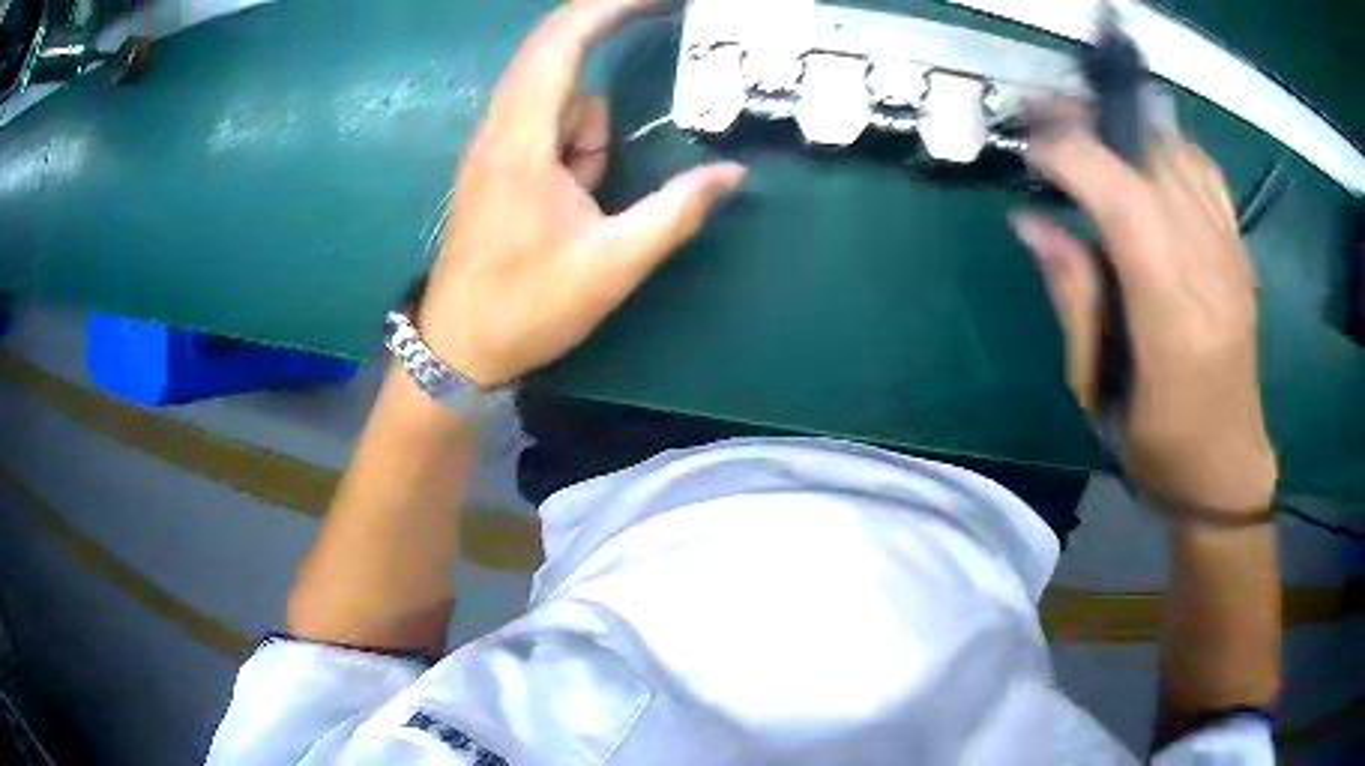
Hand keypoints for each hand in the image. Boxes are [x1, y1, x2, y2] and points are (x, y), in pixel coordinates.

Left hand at [417, 0, 745, 388]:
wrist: (458, 348)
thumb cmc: (525, 308)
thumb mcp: (612, 266)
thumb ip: (675, 213)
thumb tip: (732, 174)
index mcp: (521, 141)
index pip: (561, 42)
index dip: (608, 6)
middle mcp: (500, 128)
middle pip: (555, 52)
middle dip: (607, 33)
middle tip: (661, 34)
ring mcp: (495, 144)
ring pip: (561, 101)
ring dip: (592, 133)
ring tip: (592, 202)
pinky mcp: (497, 162)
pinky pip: (550, 128)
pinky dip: (577, 148)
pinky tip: (576, 201)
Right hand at [1011, 123, 1276, 511]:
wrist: (1227, 467)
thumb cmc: (1157, 447)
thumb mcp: (1097, 389)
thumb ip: (1073, 294)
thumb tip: (1032, 219)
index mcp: (1172, 318)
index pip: (1126, 202)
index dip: (1072, 156)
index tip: (1030, 147)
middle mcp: (1211, 272)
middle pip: (1154, 160)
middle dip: (1093, 123)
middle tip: (1046, 117)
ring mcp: (1233, 257)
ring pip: (1180, 153)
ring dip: (1127, 129)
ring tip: (1088, 132)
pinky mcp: (1242, 252)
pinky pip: (1206, 173)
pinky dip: (1167, 148)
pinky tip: (1143, 159)